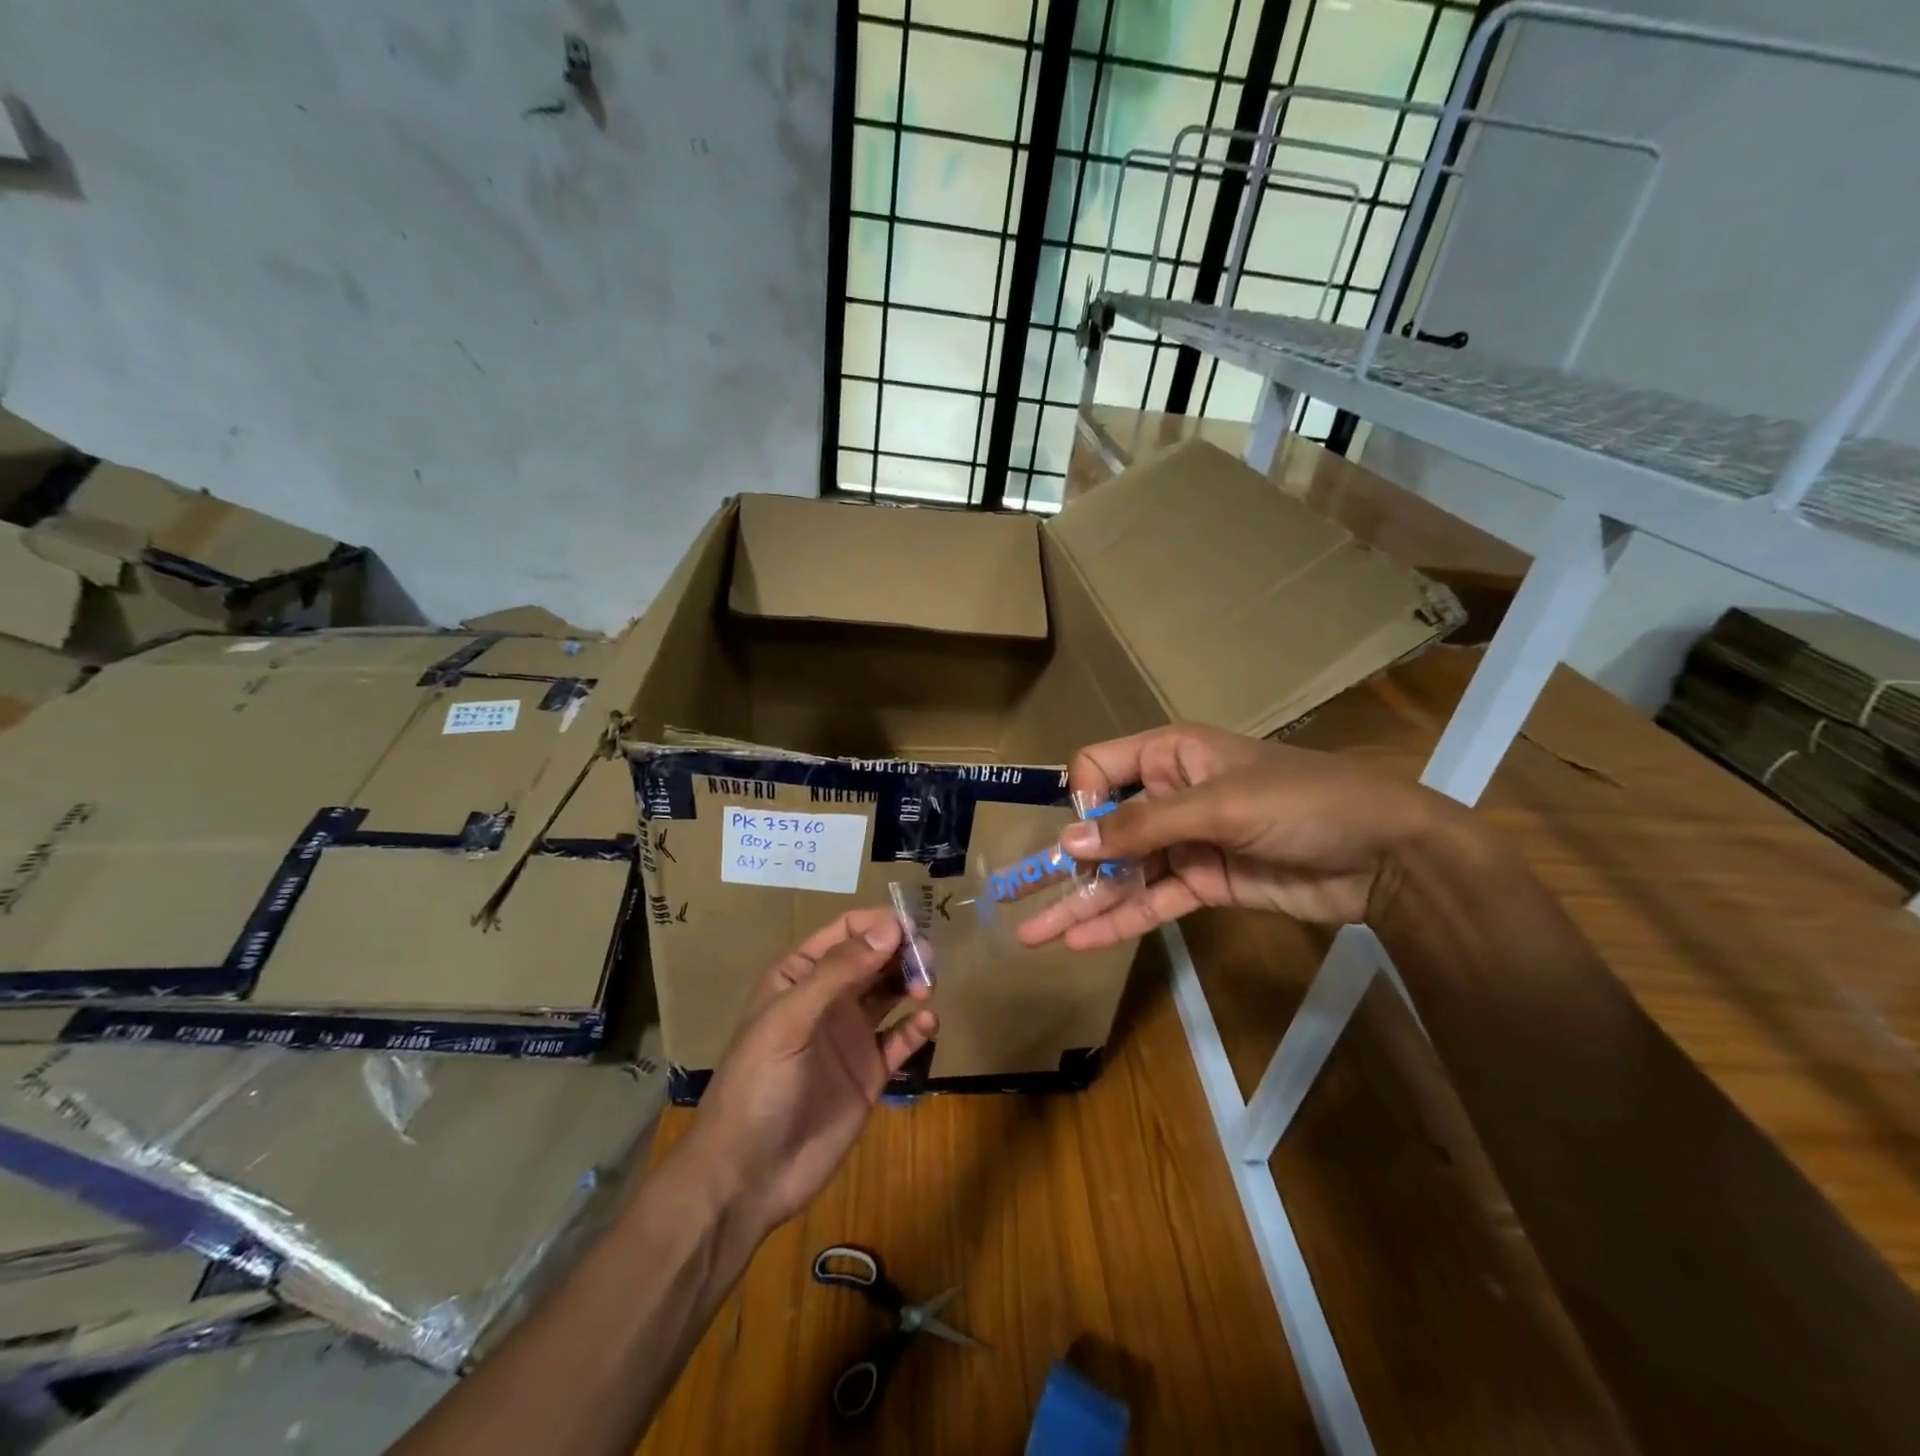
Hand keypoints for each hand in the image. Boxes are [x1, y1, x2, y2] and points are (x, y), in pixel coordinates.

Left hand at [688, 908, 937, 1234]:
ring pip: (892, 992)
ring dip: (913, 982)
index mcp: (800, 976)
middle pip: (875, 957)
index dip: (878, 924)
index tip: (910, 930)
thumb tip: (890, 928)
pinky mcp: (870, 1073)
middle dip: (903, 951)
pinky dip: (918, 1027)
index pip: (846, 931)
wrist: (748, 1178)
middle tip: (927, 961)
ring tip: (927, 989)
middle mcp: (829, 998)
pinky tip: (928, 1023)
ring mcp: (851, 1035)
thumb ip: (838, 973)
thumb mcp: (789, 1021)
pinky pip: (901, 1039)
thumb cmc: (758, 1086)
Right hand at [1017, 723, 1466, 949]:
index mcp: (1171, 756)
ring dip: (1084, 903)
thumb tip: (1070, 843)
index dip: (1084, 800)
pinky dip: (1121, 920)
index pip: (1100, 767)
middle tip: (1023, 901)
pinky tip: (1083, 941)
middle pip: (1105, 830)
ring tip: (1037, 935)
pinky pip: (1153, 902)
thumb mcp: (1218, 805)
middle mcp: (1171, 797)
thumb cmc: (1302, 803)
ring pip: (1124, 874)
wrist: (1386, 854)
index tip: (1084, 834)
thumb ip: (1142, 826)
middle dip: (1068, 866)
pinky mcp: (1206, 884)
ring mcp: (1187, 844)